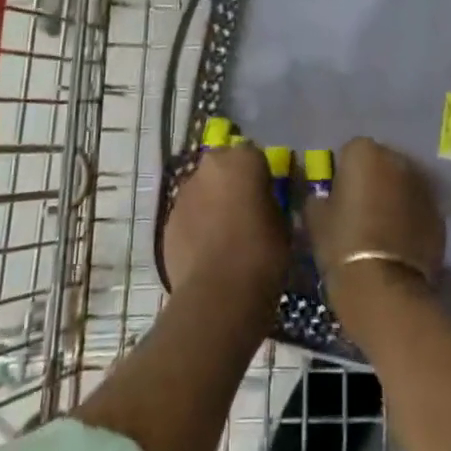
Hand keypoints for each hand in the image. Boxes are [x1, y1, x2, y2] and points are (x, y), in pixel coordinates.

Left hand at [163, 143, 289, 303]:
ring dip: (211, 204)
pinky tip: (207, 253)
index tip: (267, 196)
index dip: (261, 176)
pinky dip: (196, 227)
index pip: (254, 156)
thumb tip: (263, 204)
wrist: (219, 294)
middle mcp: (208, 167)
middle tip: (244, 212)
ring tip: (225, 237)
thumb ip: (270, 203)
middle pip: (222, 167)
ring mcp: (183, 193)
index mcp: (242, 159)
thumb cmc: (262, 253)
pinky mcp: (168, 221)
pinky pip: (188, 217)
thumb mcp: (282, 224)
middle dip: (231, 184)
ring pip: (201, 191)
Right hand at [304, 138, 445, 317]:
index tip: (338, 195)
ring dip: (393, 197)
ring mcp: (423, 186)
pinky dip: (410, 217)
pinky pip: (418, 208)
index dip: (343, 173)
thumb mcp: (315, 218)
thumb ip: (318, 197)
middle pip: (381, 163)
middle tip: (359, 208)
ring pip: (403, 184)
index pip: (350, 151)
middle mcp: (397, 160)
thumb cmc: (342, 244)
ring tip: (381, 227)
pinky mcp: (439, 214)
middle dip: (372, 179)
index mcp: (364, 152)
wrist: (385, 287)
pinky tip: (398, 241)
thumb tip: (322, 197)